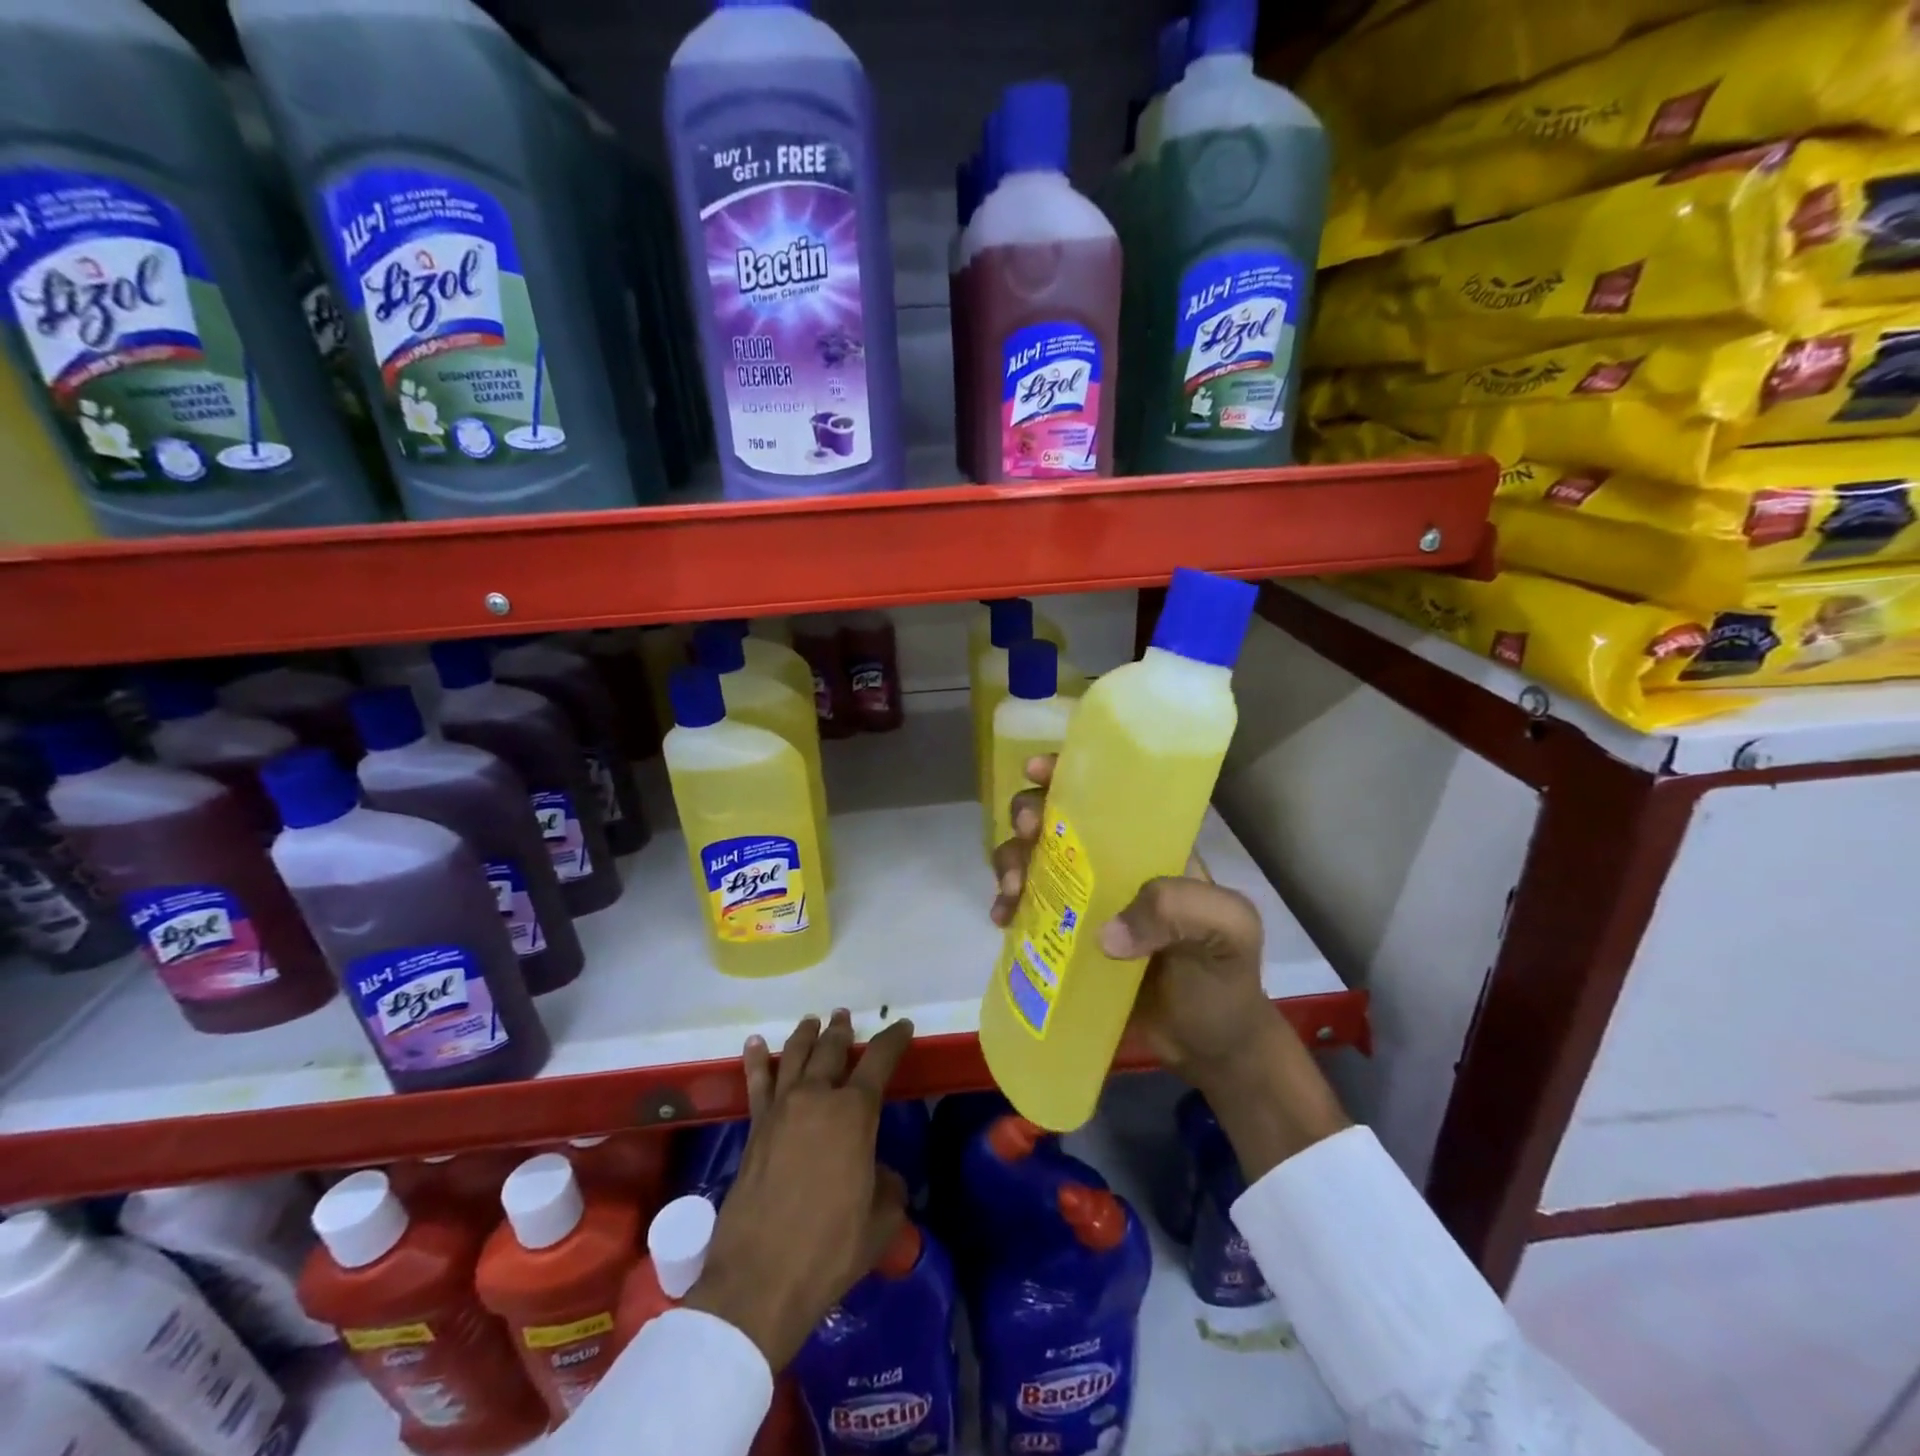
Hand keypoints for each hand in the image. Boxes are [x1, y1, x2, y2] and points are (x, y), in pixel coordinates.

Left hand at [686, 1010, 913, 1369]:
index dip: (894, 1039)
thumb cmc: (830, 1249)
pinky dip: (756, 1060)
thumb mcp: (880, 1221)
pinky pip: (756, 1083)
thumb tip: (879, 1175)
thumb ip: (888, 1187)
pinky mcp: (754, 1129)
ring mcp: (781, 1110)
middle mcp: (817, 1098)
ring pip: (794, 1056)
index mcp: (854, 1113)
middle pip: (831, 1050)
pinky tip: (755, 1044)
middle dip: (842, 1030)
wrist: (760, 1280)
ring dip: (806, 1035)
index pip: (879, 1060)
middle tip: (845, 1017)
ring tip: (812, 1021)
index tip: (902, 1026)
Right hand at [992, 757, 1348, 1178]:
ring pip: (1031, 858)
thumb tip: (1106, 932)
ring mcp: (1082, 899)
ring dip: (1010, 862)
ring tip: (1012, 895)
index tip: (1037, 771)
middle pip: (1055, 818)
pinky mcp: (1062, 936)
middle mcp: (1110, 863)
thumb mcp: (1227, 933)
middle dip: (1028, 816)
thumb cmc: (1222, 979)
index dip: (1067, 772)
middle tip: (1027, 838)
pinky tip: (1002, 921)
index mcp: (1149, 847)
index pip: (1107, 793)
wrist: (1207, 1047)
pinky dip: (1006, 905)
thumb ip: (1182, 912)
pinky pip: (1024, 907)